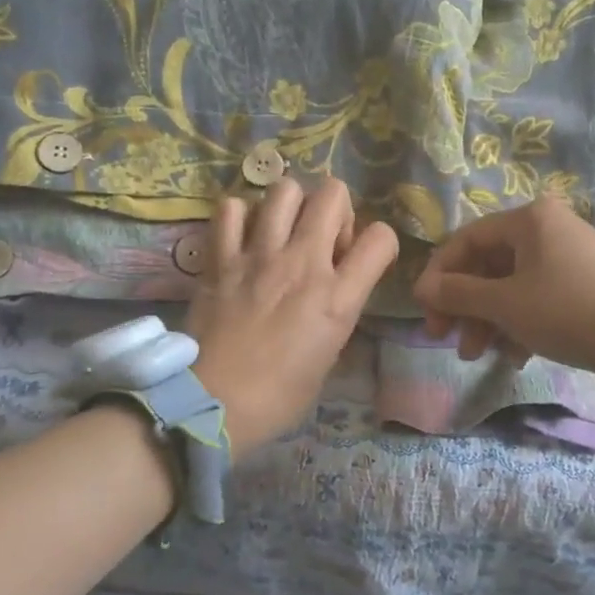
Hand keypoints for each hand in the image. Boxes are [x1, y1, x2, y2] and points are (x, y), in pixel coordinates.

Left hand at [187, 176, 398, 457]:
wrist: (213, 404)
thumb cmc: (278, 396)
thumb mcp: (328, 356)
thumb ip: (336, 314)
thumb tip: (332, 293)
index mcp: (338, 297)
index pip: (381, 238)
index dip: (380, 242)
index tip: (363, 259)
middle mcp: (303, 264)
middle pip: (332, 194)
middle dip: (336, 209)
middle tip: (322, 238)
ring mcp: (259, 255)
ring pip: (284, 189)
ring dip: (291, 205)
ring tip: (283, 230)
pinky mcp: (220, 258)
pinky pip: (231, 209)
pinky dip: (239, 215)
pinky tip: (242, 236)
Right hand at [412, 195, 594, 375]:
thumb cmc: (562, 309)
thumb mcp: (504, 304)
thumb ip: (457, 294)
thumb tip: (421, 289)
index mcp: (529, 219)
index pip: (467, 240)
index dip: (440, 275)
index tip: (424, 309)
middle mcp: (547, 227)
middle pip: (488, 265)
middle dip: (465, 307)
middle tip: (446, 339)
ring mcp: (567, 254)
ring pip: (511, 285)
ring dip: (488, 320)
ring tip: (478, 356)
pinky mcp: (582, 281)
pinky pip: (537, 295)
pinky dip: (519, 322)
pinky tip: (514, 356)